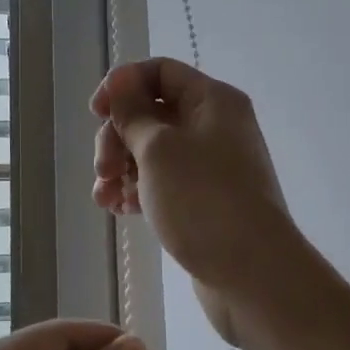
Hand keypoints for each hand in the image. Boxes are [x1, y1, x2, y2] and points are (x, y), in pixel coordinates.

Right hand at [91, 58, 306, 347]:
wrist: (254, 277)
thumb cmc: (203, 200)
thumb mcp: (158, 148)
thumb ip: (132, 111)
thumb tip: (119, 80)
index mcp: (212, 101)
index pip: (160, 72)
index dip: (123, 85)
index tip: (95, 113)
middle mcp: (215, 126)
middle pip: (152, 112)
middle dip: (118, 136)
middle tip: (103, 168)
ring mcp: (211, 166)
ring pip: (153, 151)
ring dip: (122, 167)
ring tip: (105, 197)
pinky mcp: (204, 201)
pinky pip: (163, 182)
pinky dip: (138, 190)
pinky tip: (118, 209)